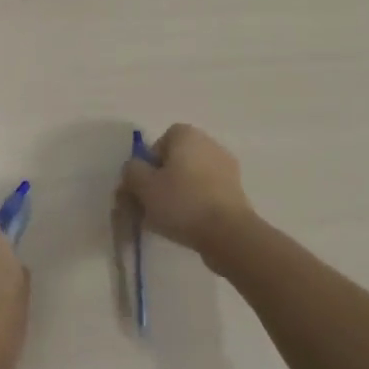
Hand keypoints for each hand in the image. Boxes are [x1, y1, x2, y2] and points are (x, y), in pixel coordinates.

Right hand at [117, 124, 260, 263]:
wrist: (228, 234)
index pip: (160, 142)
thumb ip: (132, 171)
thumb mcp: (143, 185)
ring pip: (192, 179)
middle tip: (151, 205)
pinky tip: (188, 225)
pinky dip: (196, 205)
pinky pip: (207, 194)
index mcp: (187, 135)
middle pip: (176, 160)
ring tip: (168, 220)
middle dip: (163, 180)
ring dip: (179, 194)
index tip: (144, 186)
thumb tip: (135, 169)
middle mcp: (209, 144)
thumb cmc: (181, 202)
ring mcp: (227, 168)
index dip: (148, 164)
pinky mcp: (237, 192)